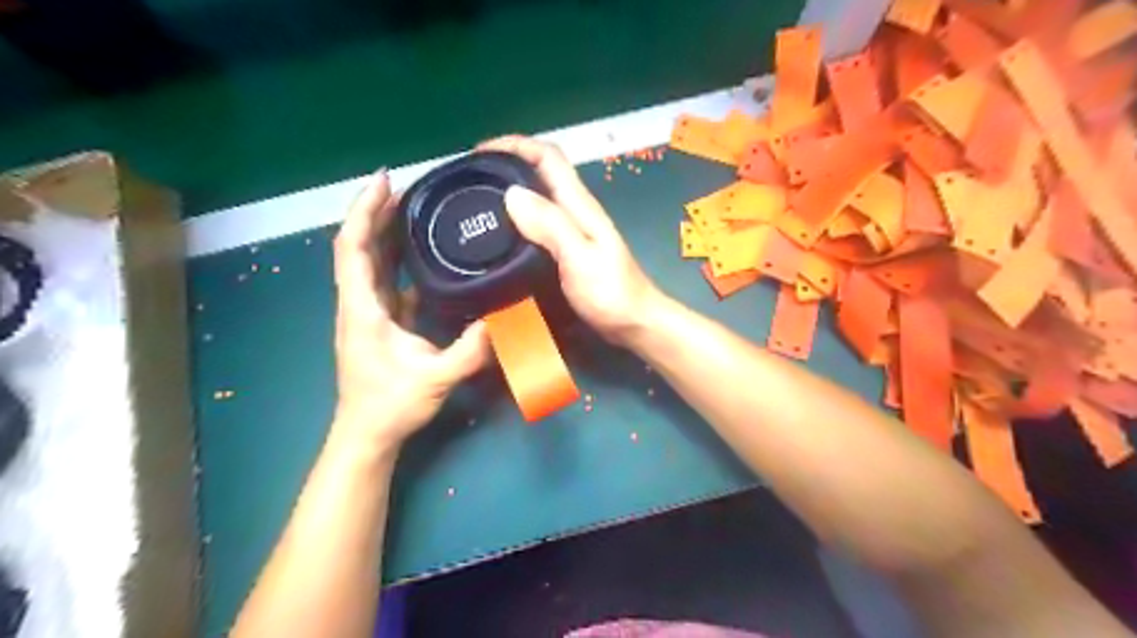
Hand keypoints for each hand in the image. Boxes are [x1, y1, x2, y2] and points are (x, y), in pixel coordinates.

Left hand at [329, 169, 488, 449]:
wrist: (368, 434)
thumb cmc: (391, 405)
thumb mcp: (436, 378)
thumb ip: (471, 350)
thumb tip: (504, 319)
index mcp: (363, 308)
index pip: (354, 247)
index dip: (365, 210)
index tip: (385, 181)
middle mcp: (359, 303)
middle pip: (360, 246)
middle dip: (378, 211)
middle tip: (408, 187)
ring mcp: (367, 312)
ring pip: (370, 261)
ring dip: (385, 231)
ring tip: (412, 208)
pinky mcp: (378, 321)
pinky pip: (384, 280)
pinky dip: (396, 259)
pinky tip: (419, 253)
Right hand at [478, 134, 667, 342]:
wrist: (634, 323)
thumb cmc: (611, 293)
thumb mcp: (579, 257)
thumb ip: (550, 225)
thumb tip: (512, 193)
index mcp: (579, 205)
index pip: (548, 157)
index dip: (515, 145)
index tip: (479, 153)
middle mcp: (575, 212)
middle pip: (540, 173)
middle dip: (506, 166)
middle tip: (470, 180)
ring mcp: (572, 233)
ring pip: (537, 200)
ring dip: (509, 193)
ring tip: (476, 204)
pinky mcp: (567, 253)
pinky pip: (537, 225)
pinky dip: (516, 221)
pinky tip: (500, 237)